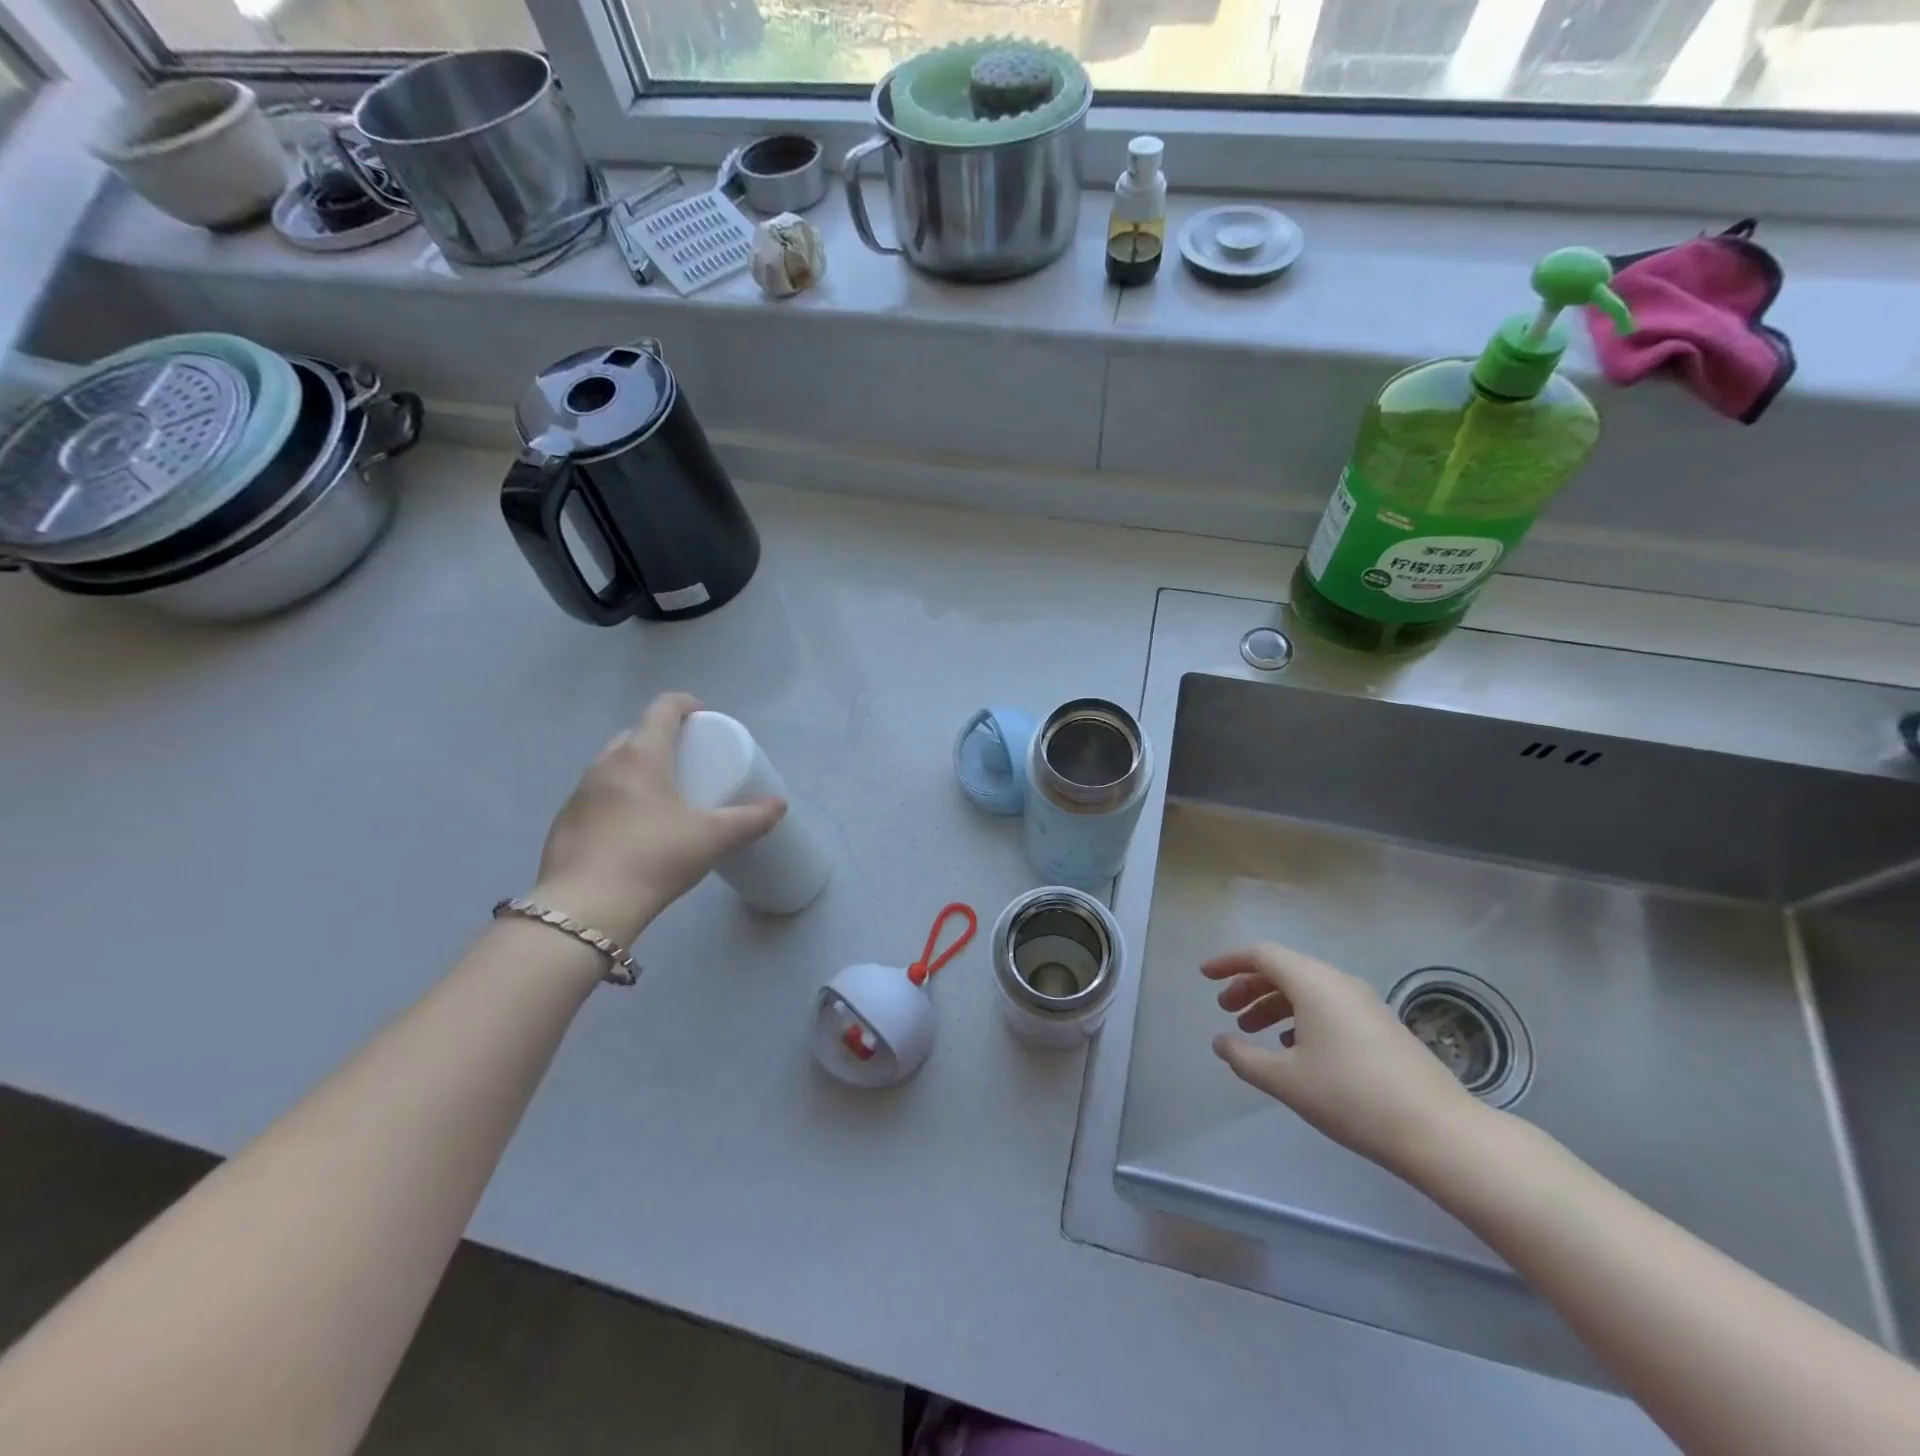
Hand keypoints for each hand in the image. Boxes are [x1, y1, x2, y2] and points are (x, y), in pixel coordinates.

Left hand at [532, 693, 785, 943]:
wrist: (586, 908)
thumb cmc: (655, 857)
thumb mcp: (713, 837)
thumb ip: (750, 818)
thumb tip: (779, 805)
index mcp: (641, 755)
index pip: (662, 709)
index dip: (686, 704)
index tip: (704, 717)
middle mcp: (604, 765)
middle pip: (635, 735)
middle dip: (662, 738)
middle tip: (687, 760)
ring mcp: (579, 794)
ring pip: (612, 766)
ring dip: (637, 769)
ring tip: (662, 795)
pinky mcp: (563, 823)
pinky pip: (597, 797)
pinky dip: (618, 799)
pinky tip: (632, 830)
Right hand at [1203, 943, 1486, 1177]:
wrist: (1438, 1130)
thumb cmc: (1351, 1096)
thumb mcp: (1286, 1080)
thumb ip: (1245, 1058)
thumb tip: (1221, 1043)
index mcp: (1312, 982)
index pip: (1261, 954)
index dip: (1228, 962)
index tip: (1205, 976)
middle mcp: (1337, 981)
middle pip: (1283, 969)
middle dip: (1249, 986)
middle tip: (1226, 1010)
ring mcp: (1363, 1002)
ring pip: (1306, 988)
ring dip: (1273, 1004)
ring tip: (1253, 1032)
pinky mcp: (1380, 1025)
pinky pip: (1327, 1005)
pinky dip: (1300, 1016)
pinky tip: (1294, 1049)